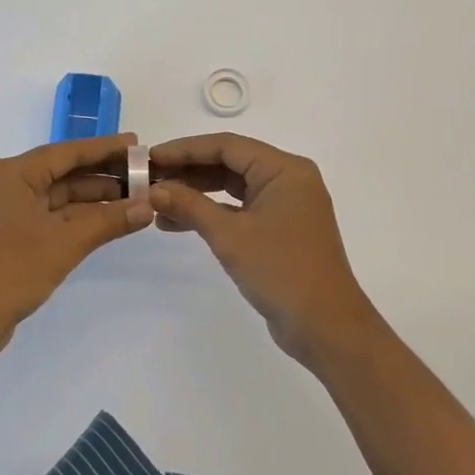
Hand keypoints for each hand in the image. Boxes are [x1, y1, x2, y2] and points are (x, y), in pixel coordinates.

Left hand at [0, 134, 152, 364]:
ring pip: (60, 198)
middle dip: (103, 175)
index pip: (67, 152)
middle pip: (64, 173)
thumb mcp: (65, 242)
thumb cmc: (11, 269)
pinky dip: (80, 220)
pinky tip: (110, 221)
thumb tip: (147, 206)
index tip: (136, 144)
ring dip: (95, 200)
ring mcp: (9, 213)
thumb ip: (108, 220)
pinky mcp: (12, 238)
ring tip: (136, 199)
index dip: (104, 148)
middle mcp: (9, 186)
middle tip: (143, 175)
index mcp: (13, 174)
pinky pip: (53, 218)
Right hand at [148, 133, 382, 365]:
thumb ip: (190, 206)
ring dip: (195, 193)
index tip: (150, 157)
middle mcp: (288, 179)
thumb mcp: (230, 235)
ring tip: (157, 202)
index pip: (227, 146)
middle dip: (187, 170)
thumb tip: (154, 190)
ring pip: (232, 187)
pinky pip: (239, 209)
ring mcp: (285, 205)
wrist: (326, 328)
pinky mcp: (279, 229)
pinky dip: (211, 213)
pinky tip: (176, 223)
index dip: (185, 149)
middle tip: (148, 178)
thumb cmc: (281, 271)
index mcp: (284, 169)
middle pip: (229, 163)